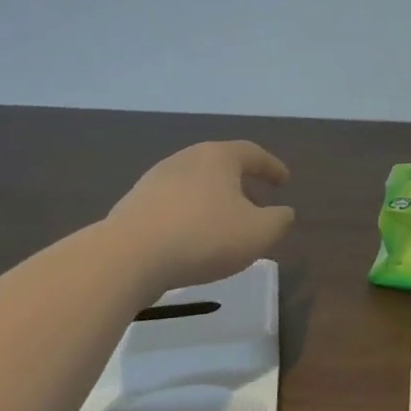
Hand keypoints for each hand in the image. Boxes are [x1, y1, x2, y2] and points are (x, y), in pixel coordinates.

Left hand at [106, 141, 293, 289]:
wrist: (127, 257)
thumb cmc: (204, 237)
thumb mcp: (258, 233)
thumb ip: (279, 220)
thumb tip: (283, 212)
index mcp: (218, 157)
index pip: (252, 153)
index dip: (271, 167)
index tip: (284, 181)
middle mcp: (186, 159)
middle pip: (220, 165)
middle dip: (241, 182)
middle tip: (256, 201)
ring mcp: (155, 180)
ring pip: (195, 184)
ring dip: (213, 199)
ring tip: (224, 223)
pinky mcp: (133, 205)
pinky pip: (172, 204)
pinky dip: (189, 214)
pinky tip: (192, 237)